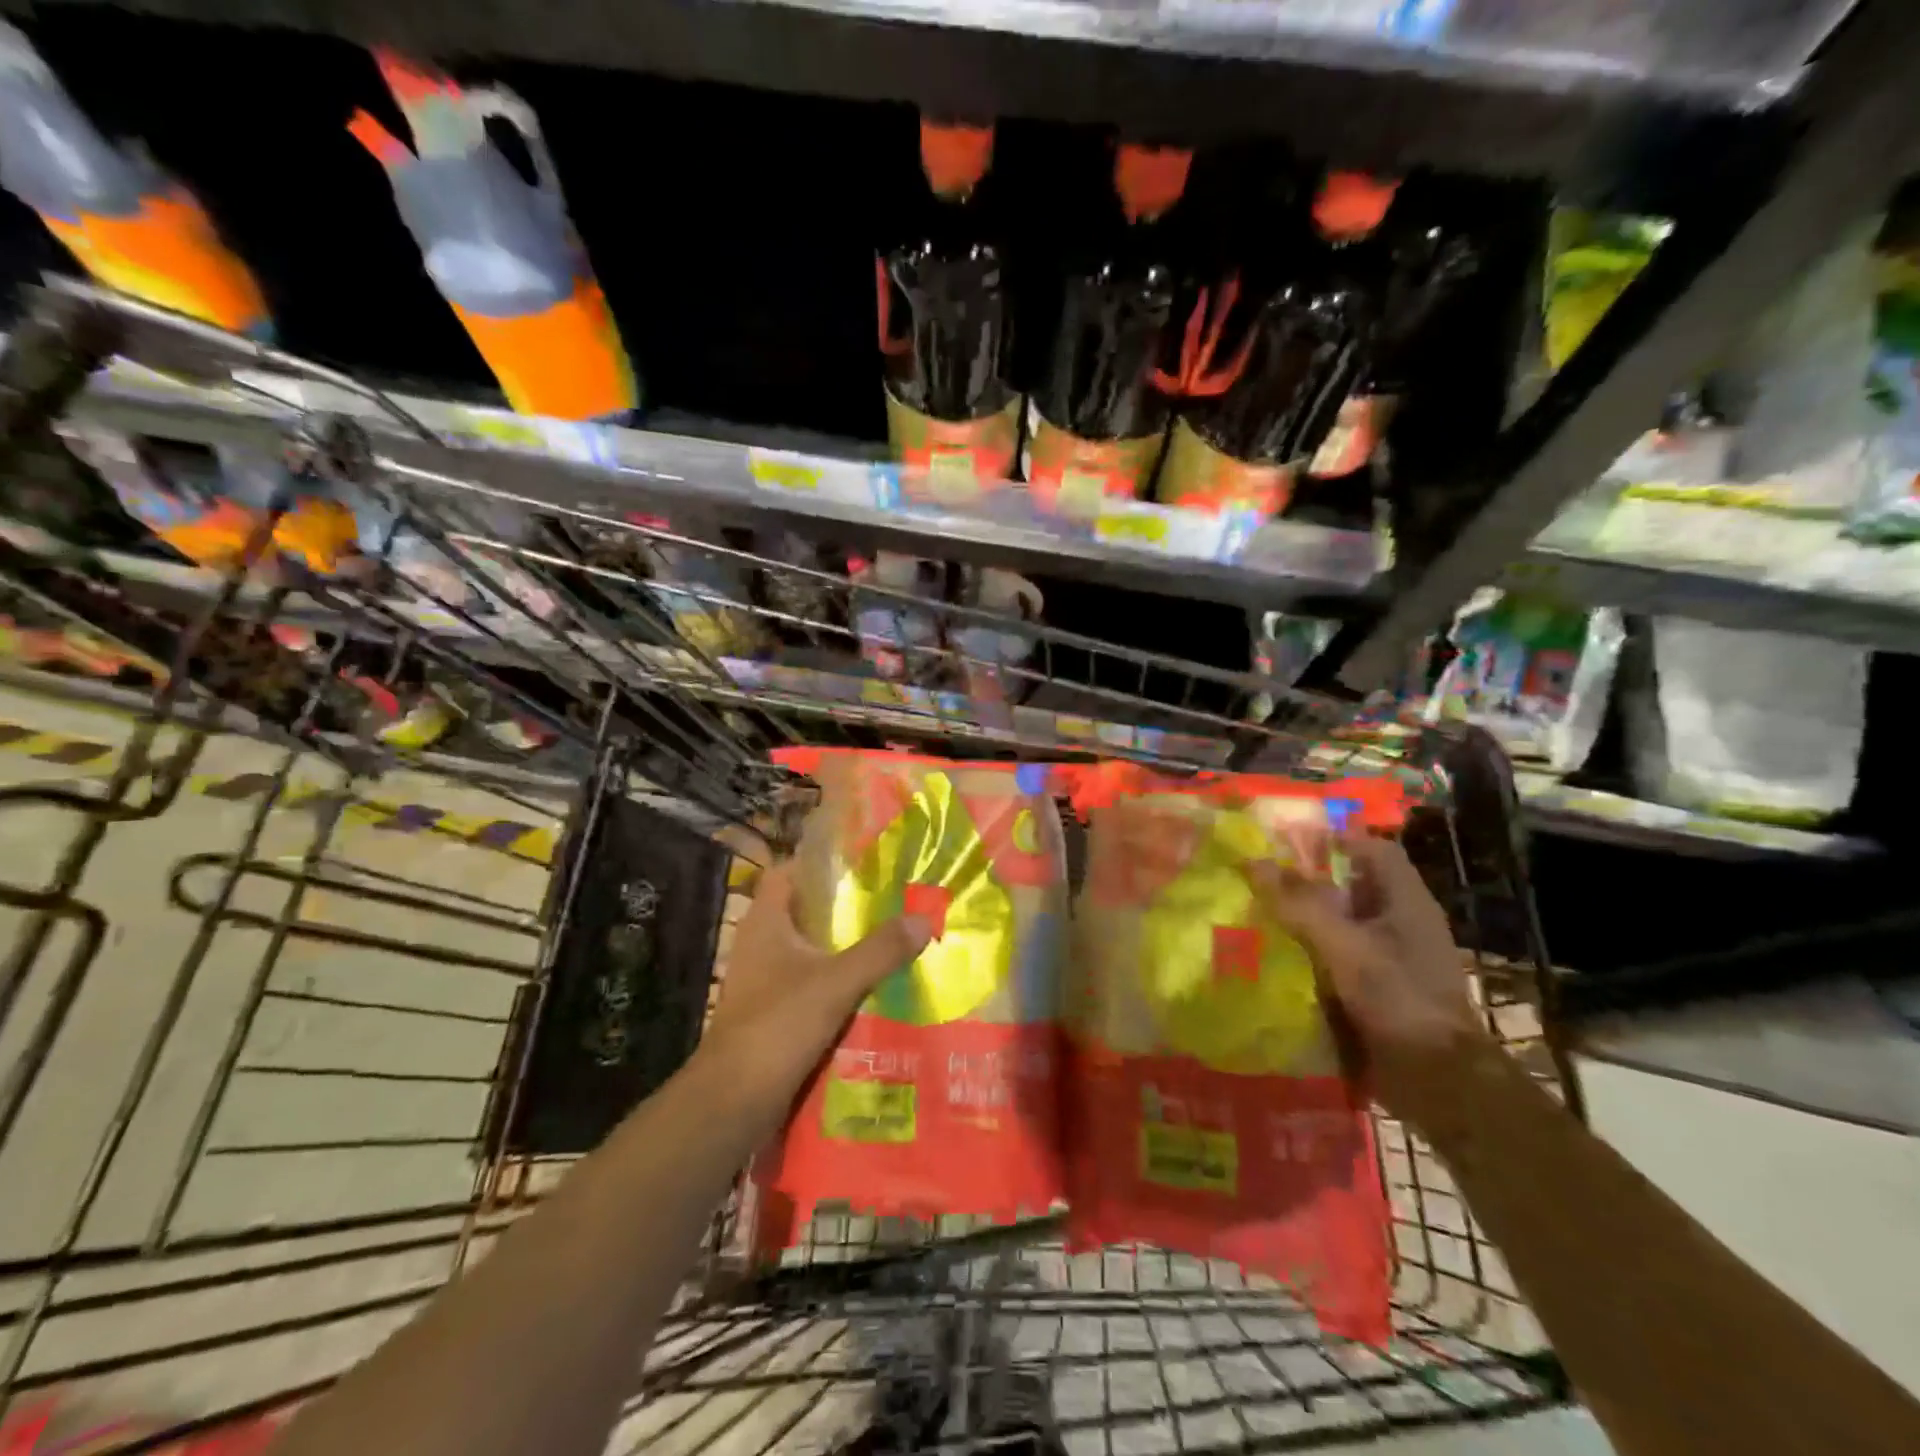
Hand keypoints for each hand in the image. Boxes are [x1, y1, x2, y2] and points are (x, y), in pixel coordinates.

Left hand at [700, 860, 931, 1112]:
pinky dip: (838, 982)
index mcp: (766, 922)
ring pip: (811, 950)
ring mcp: (764, 980)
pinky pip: (811, 984)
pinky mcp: (773, 1012)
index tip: (863, 861)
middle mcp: (761, 943)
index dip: (821, 862)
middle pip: (806, 911)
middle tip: (891, 901)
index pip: (788, 872)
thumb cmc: (777, 1025)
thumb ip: (881, 950)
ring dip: (845, 947)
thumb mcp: (837, 983)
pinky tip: (873, 988)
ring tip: (891, 940)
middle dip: (846, 907)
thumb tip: (923, 918)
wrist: (732, 1102)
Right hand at [1251, 835, 1493, 1125]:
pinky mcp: (1376, 991)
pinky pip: (1336, 959)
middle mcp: (1399, 924)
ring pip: (1339, 924)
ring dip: (1302, 920)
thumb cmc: (1400, 1000)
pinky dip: (1308, 955)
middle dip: (1306, 881)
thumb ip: (1300, 904)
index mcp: (1405, 902)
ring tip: (1255, 913)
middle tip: (1258, 877)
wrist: (1439, 1083)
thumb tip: (1254, 862)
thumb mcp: (1345, 946)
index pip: (1373, 850)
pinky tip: (1273, 958)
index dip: (1334, 839)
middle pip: (1350, 887)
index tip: (1285, 841)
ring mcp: (1389, 960)